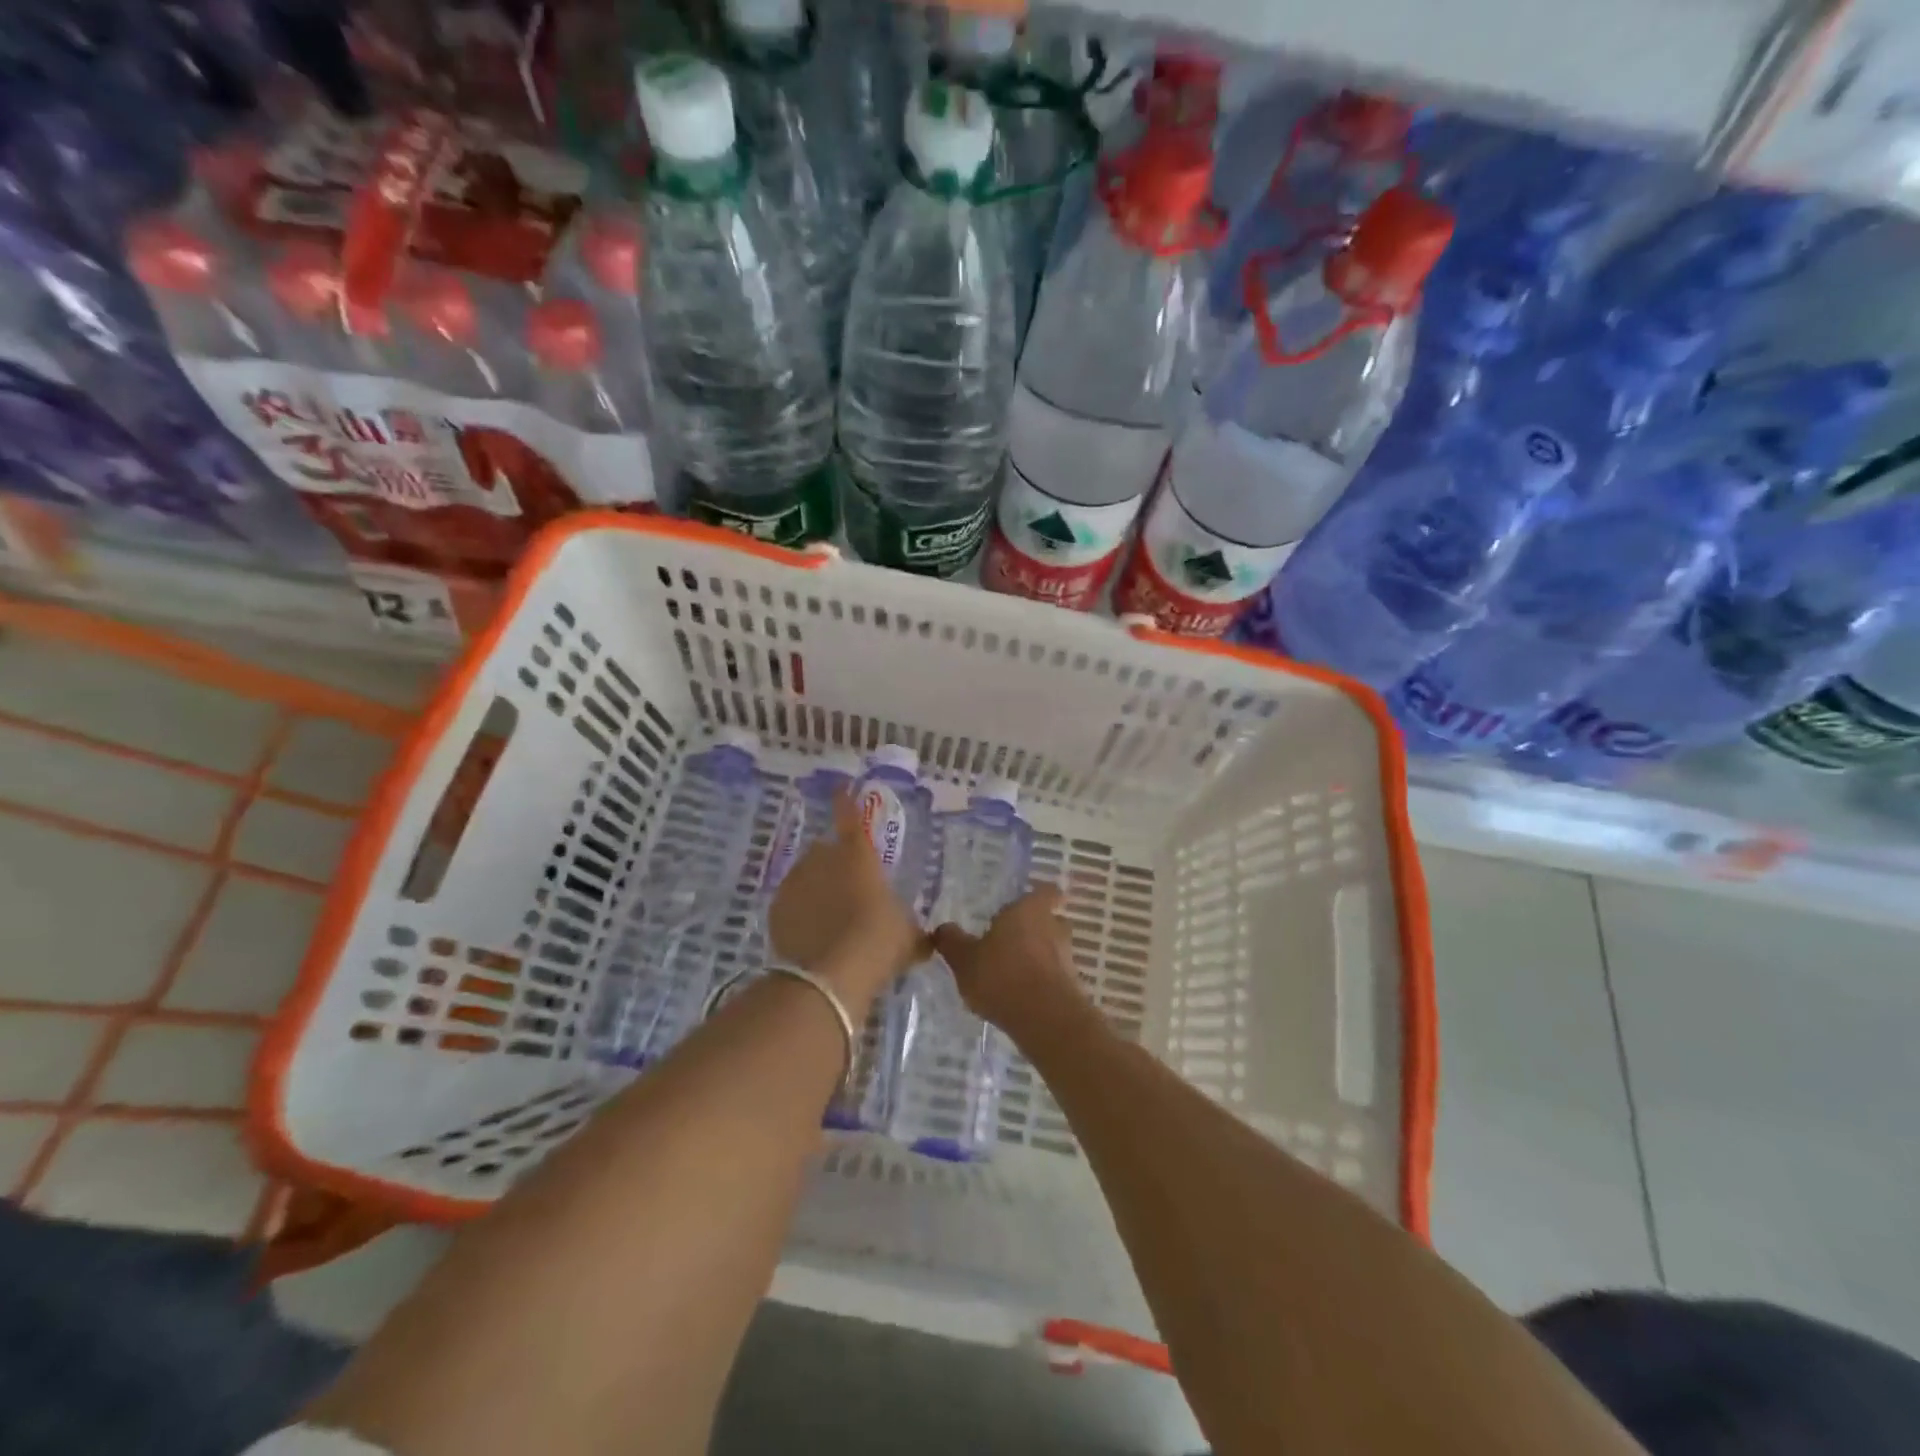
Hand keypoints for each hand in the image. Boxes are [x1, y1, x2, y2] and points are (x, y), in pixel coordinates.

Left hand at [768, 788, 925, 1002]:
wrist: (831, 975)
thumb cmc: (879, 941)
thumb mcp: (907, 935)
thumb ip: (913, 929)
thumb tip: (927, 939)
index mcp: (858, 855)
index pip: (850, 817)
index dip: (845, 801)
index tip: (839, 787)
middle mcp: (822, 860)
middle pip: (825, 851)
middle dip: (833, 864)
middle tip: (847, 891)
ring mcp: (795, 883)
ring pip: (805, 877)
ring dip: (815, 890)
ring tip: (829, 920)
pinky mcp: (776, 909)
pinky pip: (791, 904)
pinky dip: (799, 914)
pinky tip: (811, 938)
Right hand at [931, 885, 1093, 1046]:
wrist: (1046, 1019)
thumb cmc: (1002, 976)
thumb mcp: (964, 960)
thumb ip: (952, 942)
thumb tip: (942, 928)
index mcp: (1029, 909)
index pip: (1046, 891)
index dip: (1039, 897)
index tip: (1027, 905)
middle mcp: (1053, 926)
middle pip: (1049, 920)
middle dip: (1034, 929)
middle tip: (1011, 941)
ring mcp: (1067, 957)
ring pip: (1053, 949)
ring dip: (1038, 957)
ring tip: (1013, 973)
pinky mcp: (1072, 986)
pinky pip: (1055, 976)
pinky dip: (1042, 982)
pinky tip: (1022, 997)